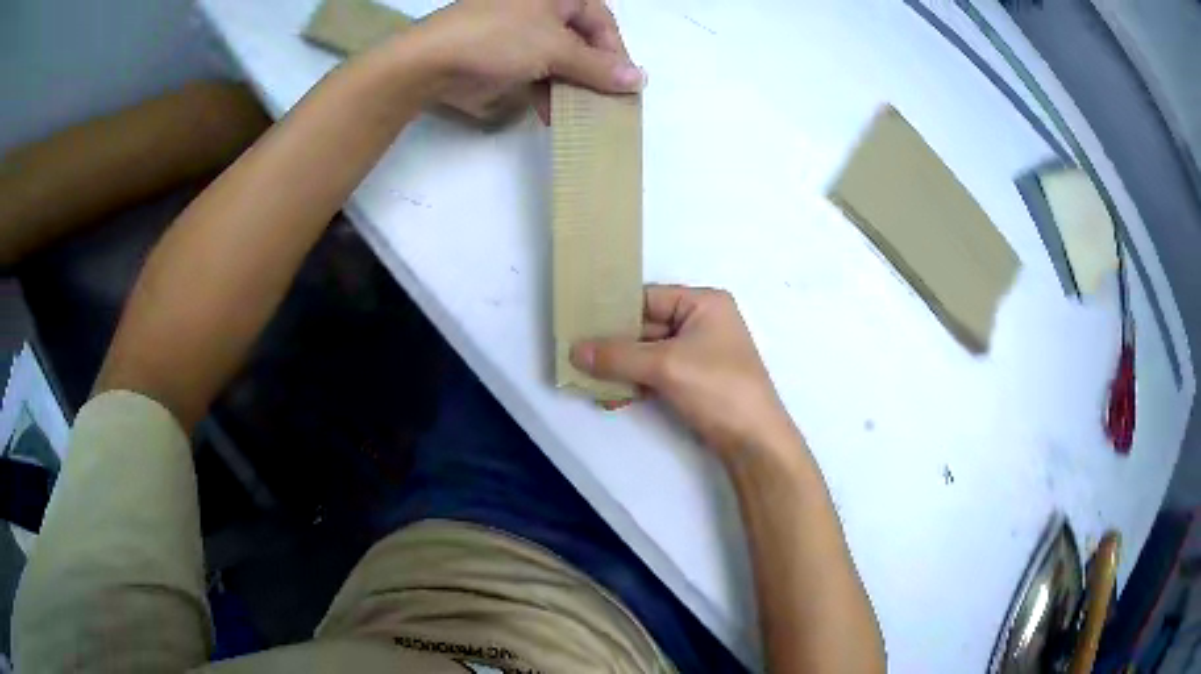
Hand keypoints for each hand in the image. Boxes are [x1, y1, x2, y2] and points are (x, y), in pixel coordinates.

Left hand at [406, 0, 643, 120]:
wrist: (431, 62)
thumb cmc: (499, 39)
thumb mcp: (555, 48)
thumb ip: (598, 67)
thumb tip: (639, 80)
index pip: (602, 22)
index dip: (615, 54)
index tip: (624, 86)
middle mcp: (543, 10)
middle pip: (583, 42)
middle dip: (594, 74)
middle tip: (606, 104)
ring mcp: (523, 34)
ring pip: (562, 61)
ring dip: (573, 88)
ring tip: (584, 115)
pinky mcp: (506, 58)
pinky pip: (539, 73)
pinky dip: (548, 93)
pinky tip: (554, 114)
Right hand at [571, 285, 797, 458]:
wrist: (754, 442)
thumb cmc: (718, 388)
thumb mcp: (666, 366)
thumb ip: (618, 355)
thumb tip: (575, 350)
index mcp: (703, 303)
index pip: (647, 298)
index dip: (612, 310)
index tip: (577, 323)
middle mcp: (701, 322)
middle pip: (645, 326)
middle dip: (612, 345)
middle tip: (575, 355)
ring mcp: (698, 354)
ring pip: (647, 353)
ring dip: (620, 368)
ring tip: (586, 381)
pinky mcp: (694, 381)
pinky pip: (655, 374)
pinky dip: (634, 384)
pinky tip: (611, 398)